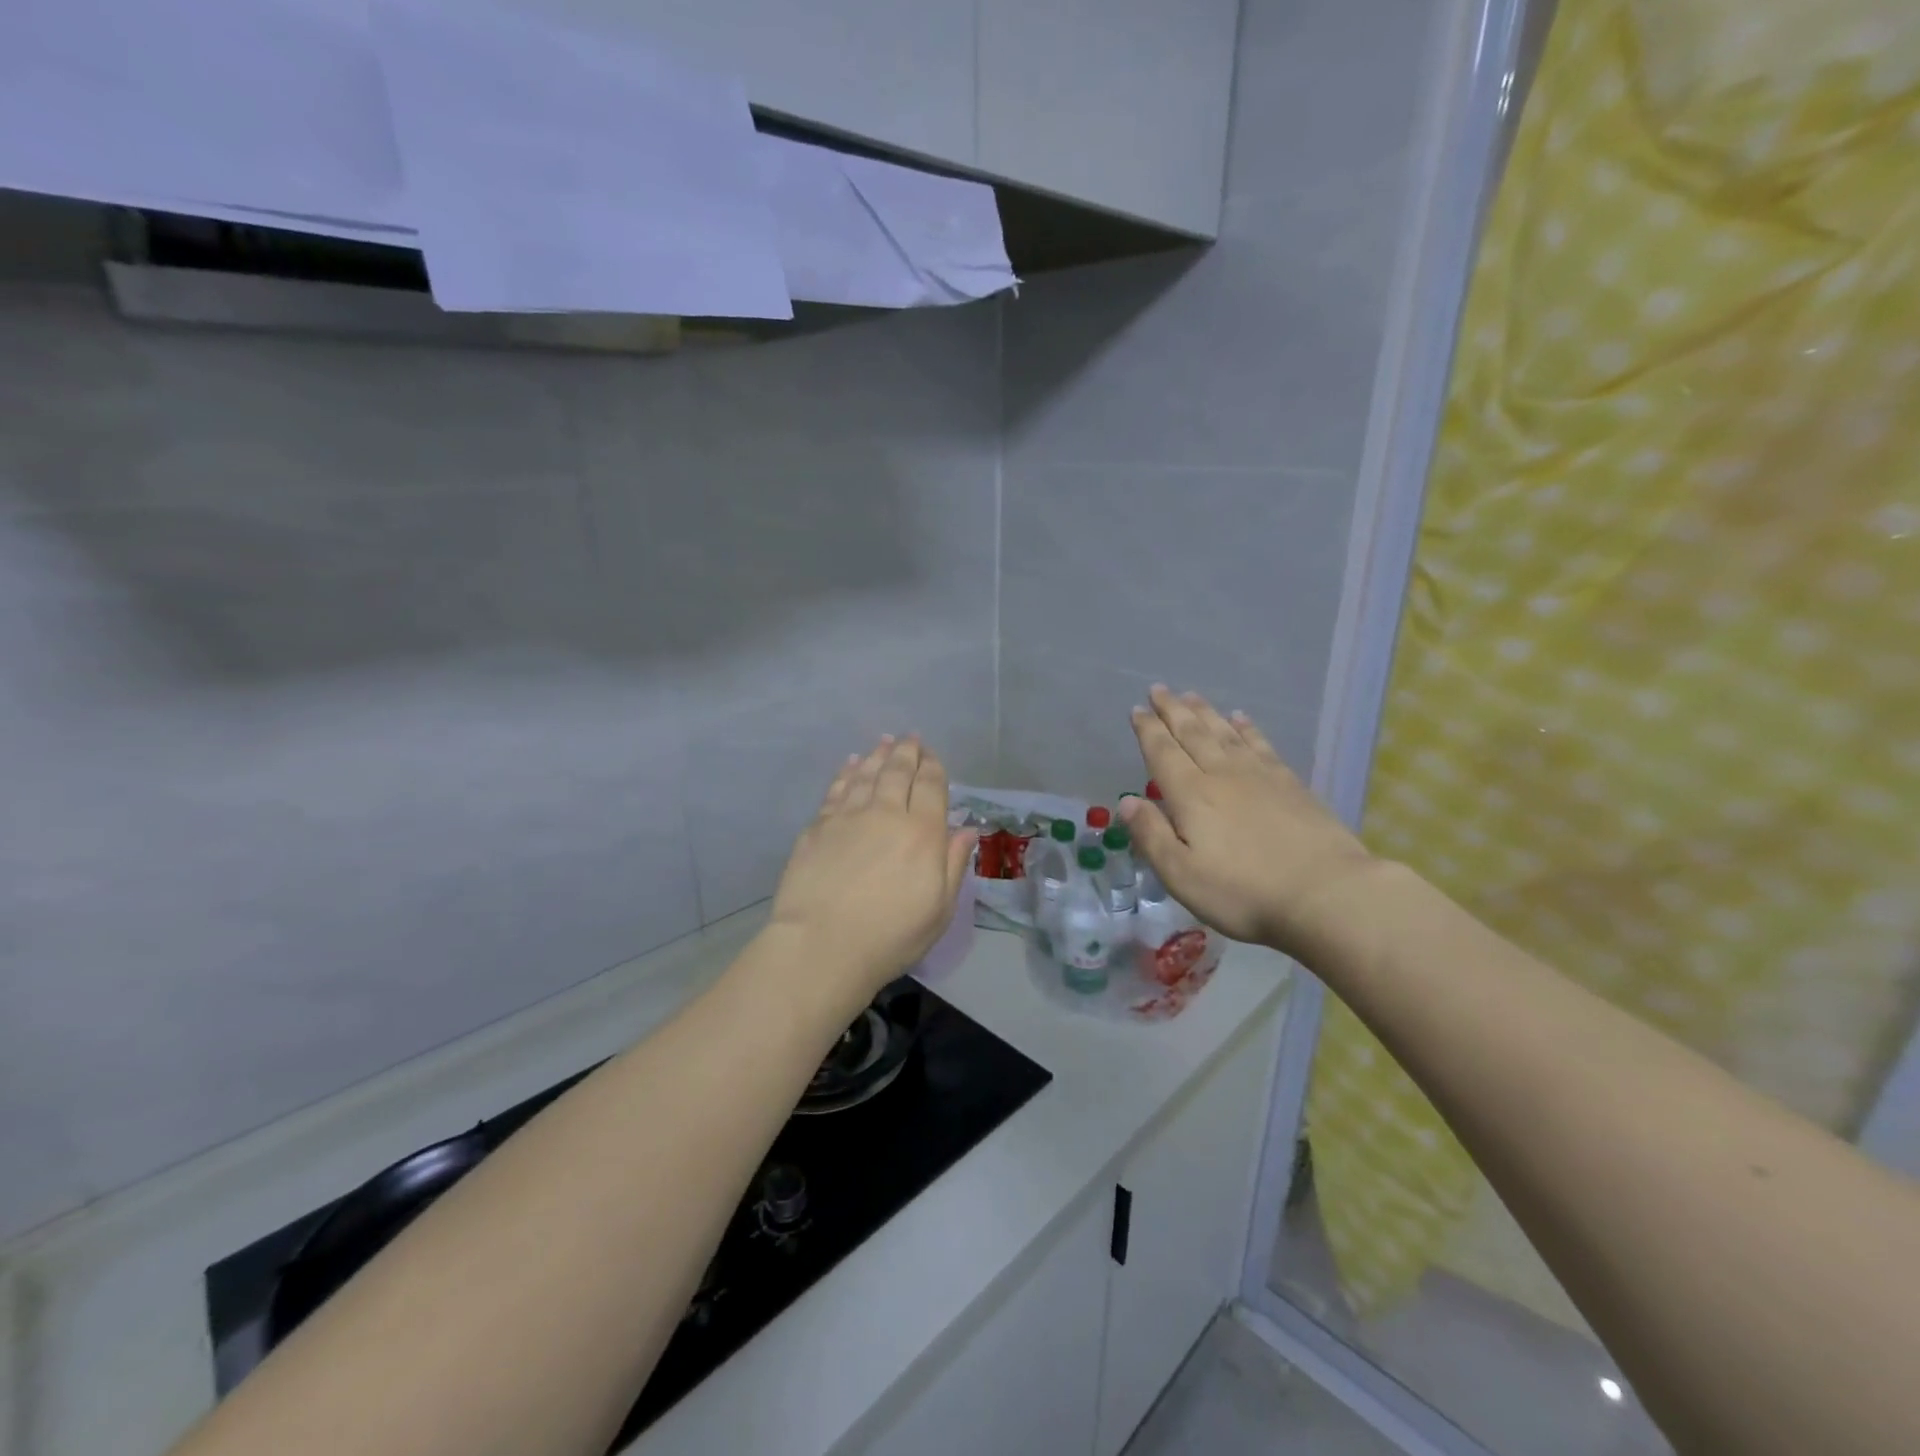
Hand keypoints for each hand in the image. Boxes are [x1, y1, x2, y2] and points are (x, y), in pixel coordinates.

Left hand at [767, 735, 976, 1015]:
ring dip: (877, 755)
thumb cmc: (890, 936)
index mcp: (922, 833)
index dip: (933, 766)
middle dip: (906, 752)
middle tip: (910, 738)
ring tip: (884, 742)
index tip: (932, 755)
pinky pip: (837, 789)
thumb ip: (954, 865)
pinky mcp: (817, 827)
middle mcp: (885, 813)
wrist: (821, 946)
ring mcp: (847, 817)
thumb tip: (966, 831)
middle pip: (897, 772)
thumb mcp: (939, 909)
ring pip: (866, 774)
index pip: (930, 786)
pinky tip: (850, 765)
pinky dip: (847, 772)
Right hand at [1120, 687, 1375, 956]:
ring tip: (1191, 696)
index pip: (1163, 753)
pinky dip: (1247, 728)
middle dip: (1172, 711)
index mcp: (1191, 796)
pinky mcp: (1291, 784)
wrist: (1326, 893)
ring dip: (1205, 713)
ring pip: (1225, 733)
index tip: (1137, 709)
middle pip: (1193, 734)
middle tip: (1159, 688)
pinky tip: (1241, 719)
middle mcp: (1222, 775)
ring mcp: (1260, 776)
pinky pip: (1261, 744)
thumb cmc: (1244, 892)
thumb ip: (1151, 836)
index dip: (1148, 730)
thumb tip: (1126, 802)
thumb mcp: (1181, 875)